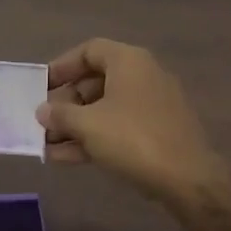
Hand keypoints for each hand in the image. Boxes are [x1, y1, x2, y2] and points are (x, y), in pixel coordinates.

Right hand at [36, 39, 223, 204]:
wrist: (188, 179)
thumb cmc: (133, 138)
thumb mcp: (88, 124)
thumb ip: (60, 114)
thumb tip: (43, 110)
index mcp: (129, 61)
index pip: (89, 51)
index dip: (62, 66)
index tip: (42, 85)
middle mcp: (143, 76)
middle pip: (96, 81)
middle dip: (66, 102)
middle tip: (43, 119)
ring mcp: (153, 106)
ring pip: (105, 108)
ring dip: (76, 125)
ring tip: (46, 143)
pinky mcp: (157, 132)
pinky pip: (118, 127)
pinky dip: (94, 138)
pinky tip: (65, 157)